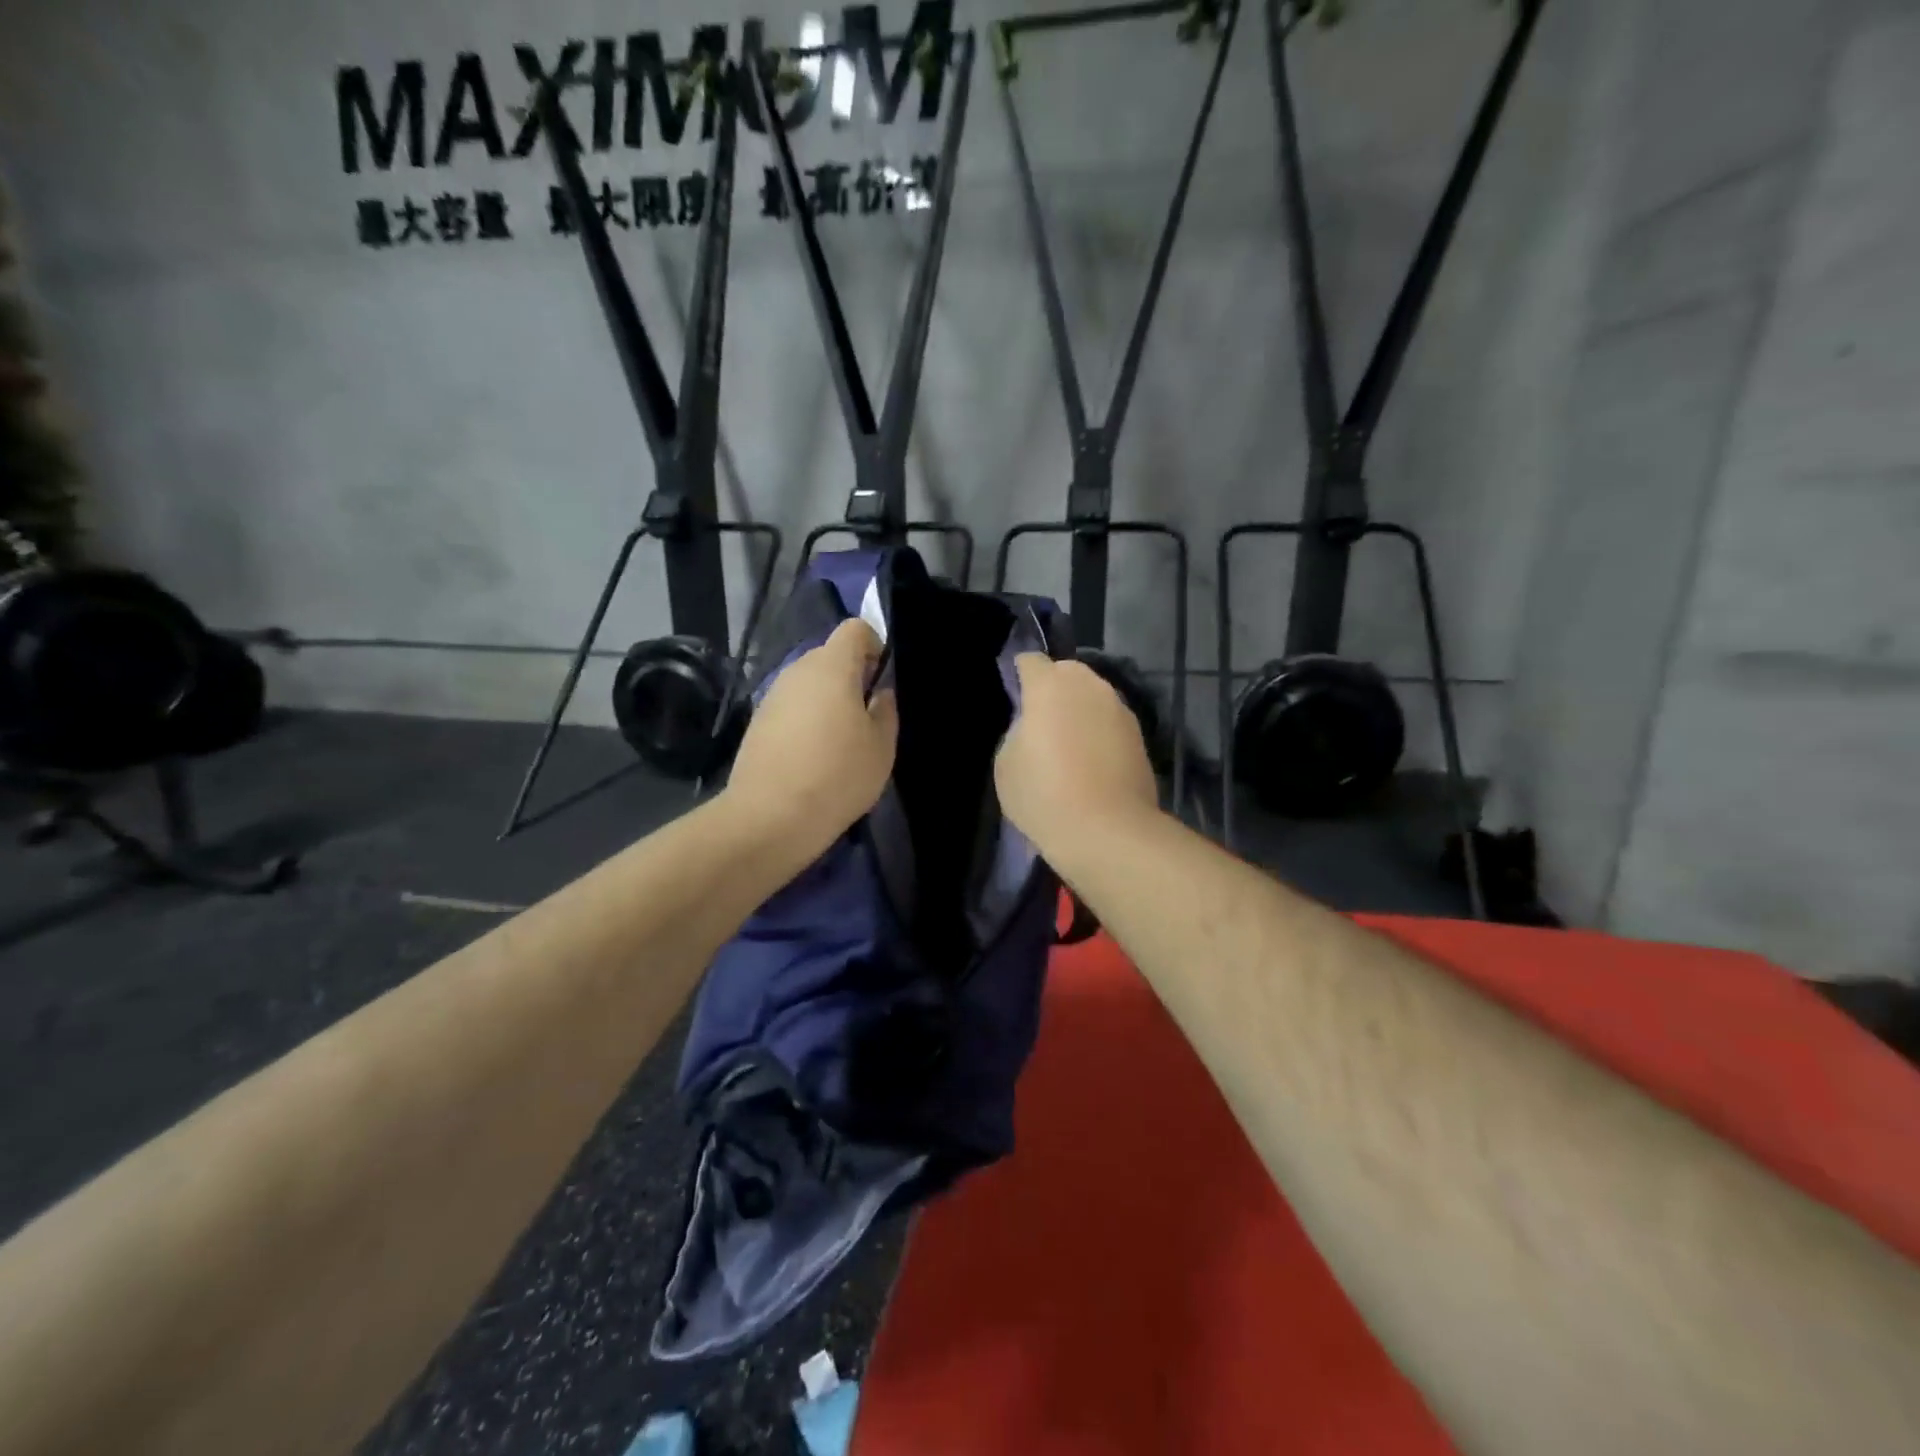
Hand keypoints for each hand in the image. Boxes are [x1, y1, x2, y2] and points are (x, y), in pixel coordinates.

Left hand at [724, 618, 897, 850]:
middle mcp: (798, 670)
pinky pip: (791, 707)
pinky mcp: (758, 722)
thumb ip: (886, 710)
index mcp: (832, 666)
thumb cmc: (838, 775)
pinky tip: (813, 757)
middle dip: (852, 677)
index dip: (874, 646)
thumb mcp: (881, 747)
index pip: (855, 629)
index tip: (883, 681)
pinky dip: (806, 720)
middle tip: (867, 717)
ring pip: (809, 684)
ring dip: (828, 701)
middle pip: (830, 657)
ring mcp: (773, 695)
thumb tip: (879, 693)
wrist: (770, 817)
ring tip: (841, 742)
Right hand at [995, 654, 1159, 856]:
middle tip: (1040, 724)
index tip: (1015, 698)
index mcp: (1050, 684)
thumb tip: (1034, 725)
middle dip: (1053, 690)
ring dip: (1080, 711)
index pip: (1030, 661)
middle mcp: (1090, 685)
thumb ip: (1018, 730)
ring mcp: (1120, 708)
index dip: (1019, 675)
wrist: (1108, 832)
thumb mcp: (1006, 763)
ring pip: (1092, 697)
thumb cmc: (1045, 795)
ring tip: (1068, 746)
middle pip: (1066, 673)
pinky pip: (1110, 723)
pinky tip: (1091, 763)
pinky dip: (1099, 733)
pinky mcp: (1140, 735)